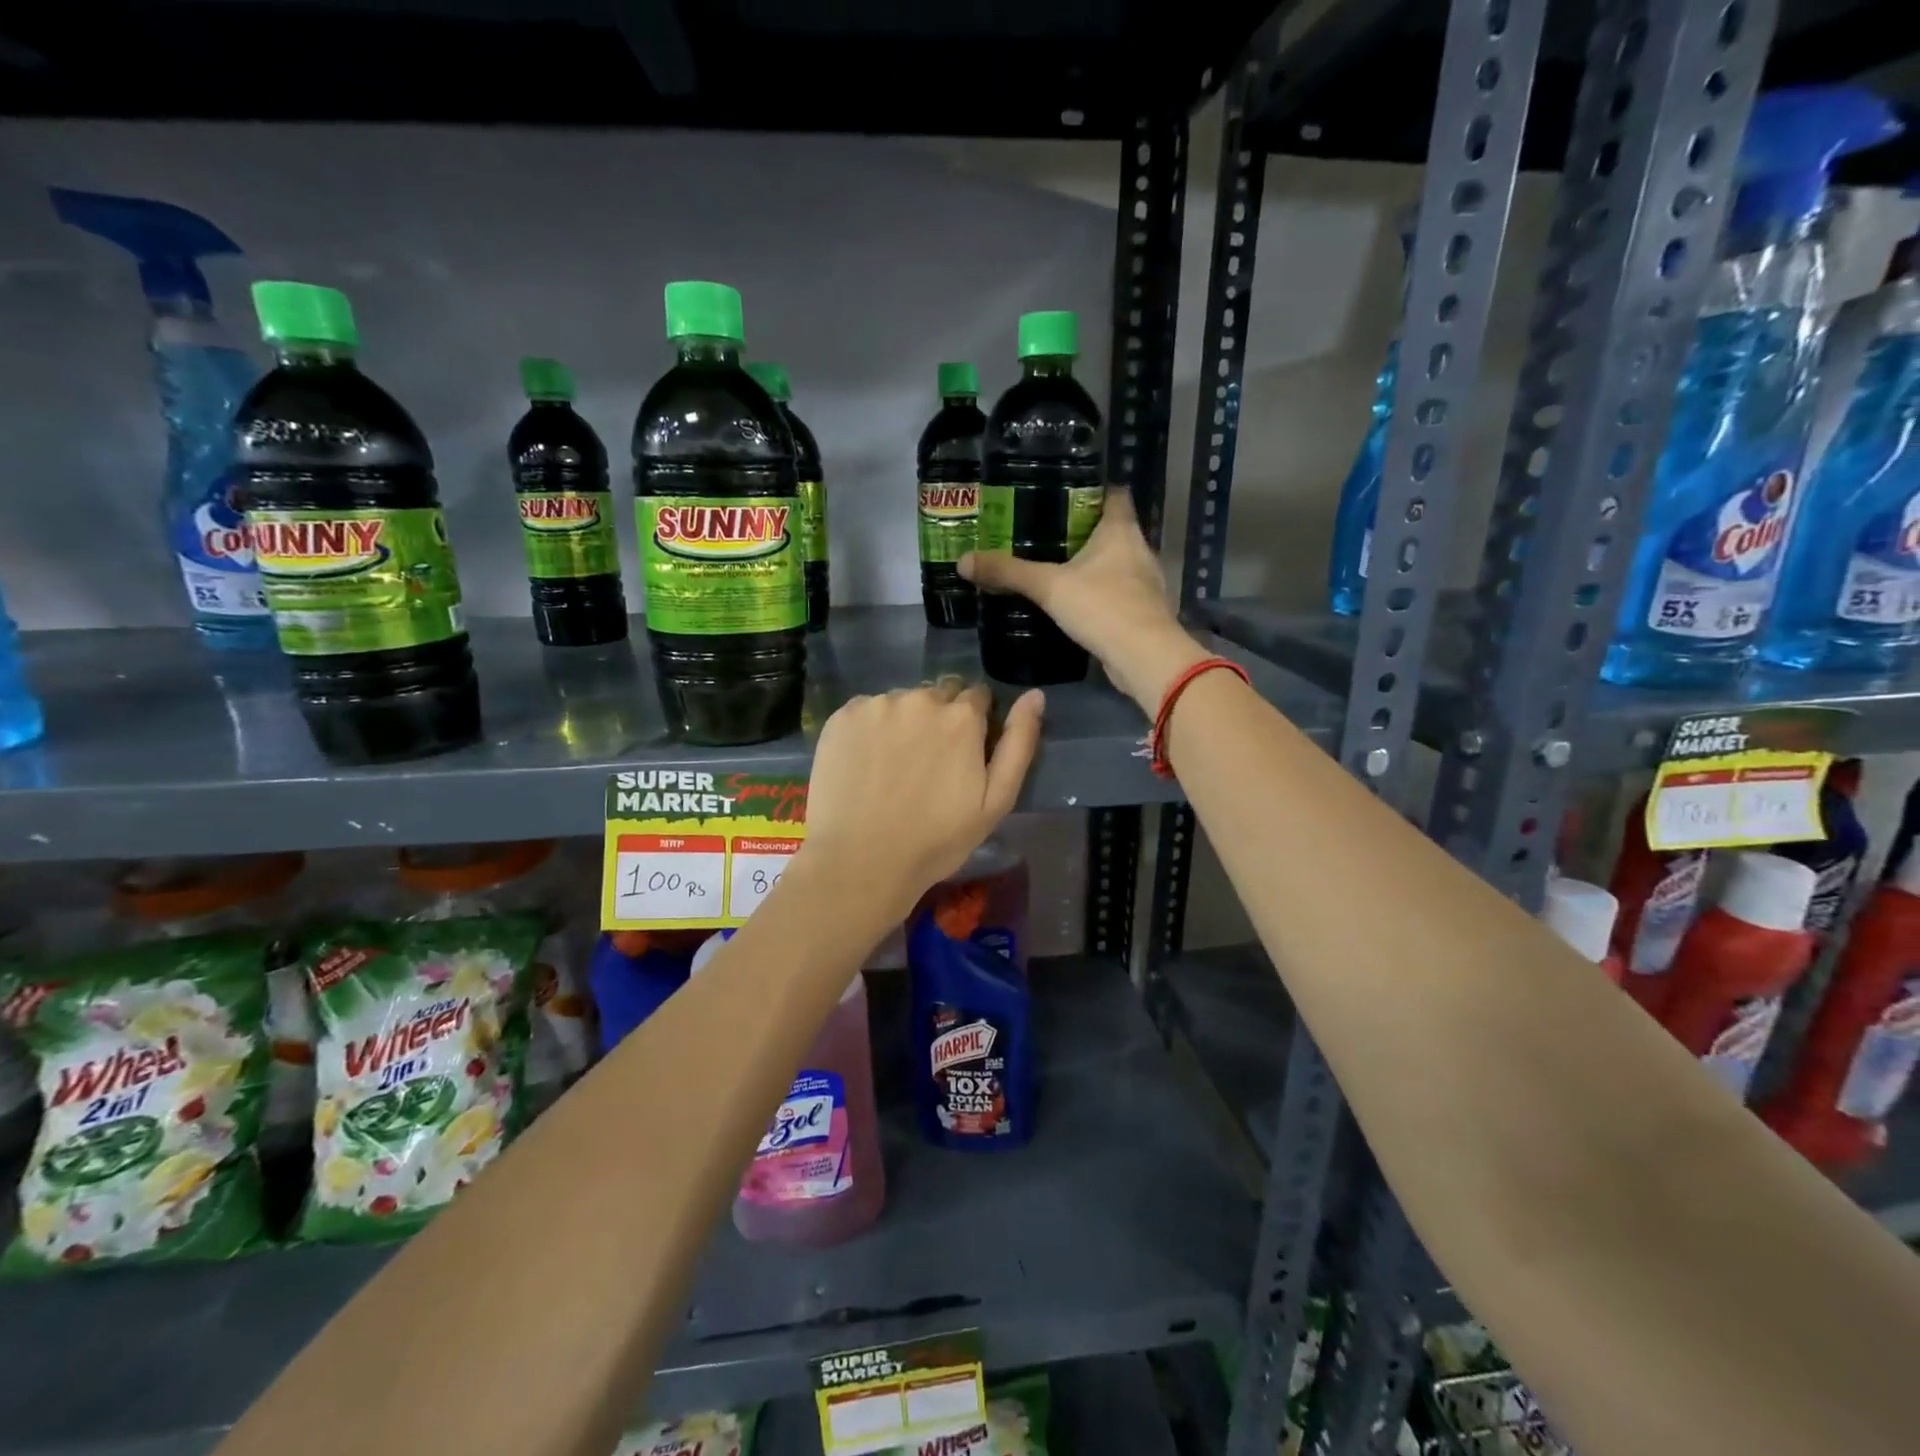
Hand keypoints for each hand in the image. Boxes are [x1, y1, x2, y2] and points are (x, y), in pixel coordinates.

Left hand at [801, 679, 1043, 915]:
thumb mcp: (996, 801)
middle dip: (940, 718)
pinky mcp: (842, 717)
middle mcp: (919, 699)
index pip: (977, 696)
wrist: (861, 862)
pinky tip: (866, 763)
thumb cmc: (937, 840)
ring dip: (905, 721)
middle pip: (938, 695)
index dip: (974, 722)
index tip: (964, 751)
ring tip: (894, 766)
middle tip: (928, 762)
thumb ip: (1019, 743)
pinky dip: (870, 728)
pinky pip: (866, 711)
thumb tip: (1035, 695)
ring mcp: (876, 706)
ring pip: (901, 702)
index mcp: (961, 716)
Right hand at [960, 489, 1209, 710]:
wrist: (1144, 658)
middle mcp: (1138, 550)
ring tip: (1053, 566)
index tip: (1061, 493)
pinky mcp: (1141, 612)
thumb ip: (1008, 572)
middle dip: (1081, 530)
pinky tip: (1073, 602)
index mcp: (1121, 531)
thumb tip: (963, 561)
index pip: (1113, 494)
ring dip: (1090, 564)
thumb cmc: (1103, 607)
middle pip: (1111, 529)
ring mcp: (1144, 583)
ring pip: (1114, 563)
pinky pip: (1115, 593)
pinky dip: (1096, 593)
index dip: (1091, 489)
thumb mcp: (1049, 587)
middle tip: (1044, 532)